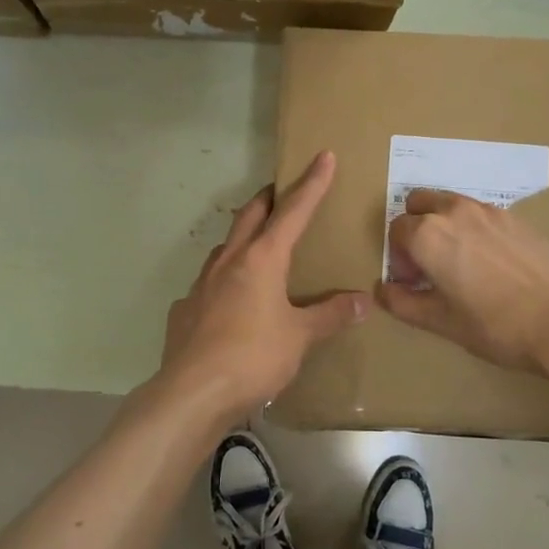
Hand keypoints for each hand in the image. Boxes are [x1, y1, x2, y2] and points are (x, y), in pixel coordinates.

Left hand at [158, 151, 367, 426]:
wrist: (192, 392)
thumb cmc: (253, 357)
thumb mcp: (300, 337)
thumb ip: (330, 315)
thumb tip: (363, 301)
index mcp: (262, 260)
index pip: (293, 211)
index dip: (311, 183)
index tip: (323, 156)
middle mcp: (229, 262)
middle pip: (250, 216)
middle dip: (269, 199)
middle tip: (282, 192)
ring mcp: (201, 283)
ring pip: (225, 246)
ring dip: (243, 236)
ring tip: (258, 245)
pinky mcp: (185, 309)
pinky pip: (208, 283)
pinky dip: (224, 280)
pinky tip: (229, 301)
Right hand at [377, 189, 548, 381]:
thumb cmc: (496, 325)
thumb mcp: (442, 322)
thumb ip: (404, 303)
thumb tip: (383, 290)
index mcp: (428, 235)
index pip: (396, 231)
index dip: (398, 258)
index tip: (412, 283)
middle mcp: (453, 211)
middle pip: (418, 204)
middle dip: (414, 229)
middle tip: (428, 265)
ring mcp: (486, 210)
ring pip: (448, 203)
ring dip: (441, 224)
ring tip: (458, 263)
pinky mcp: (514, 217)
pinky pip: (477, 213)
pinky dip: (470, 228)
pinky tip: (488, 263)